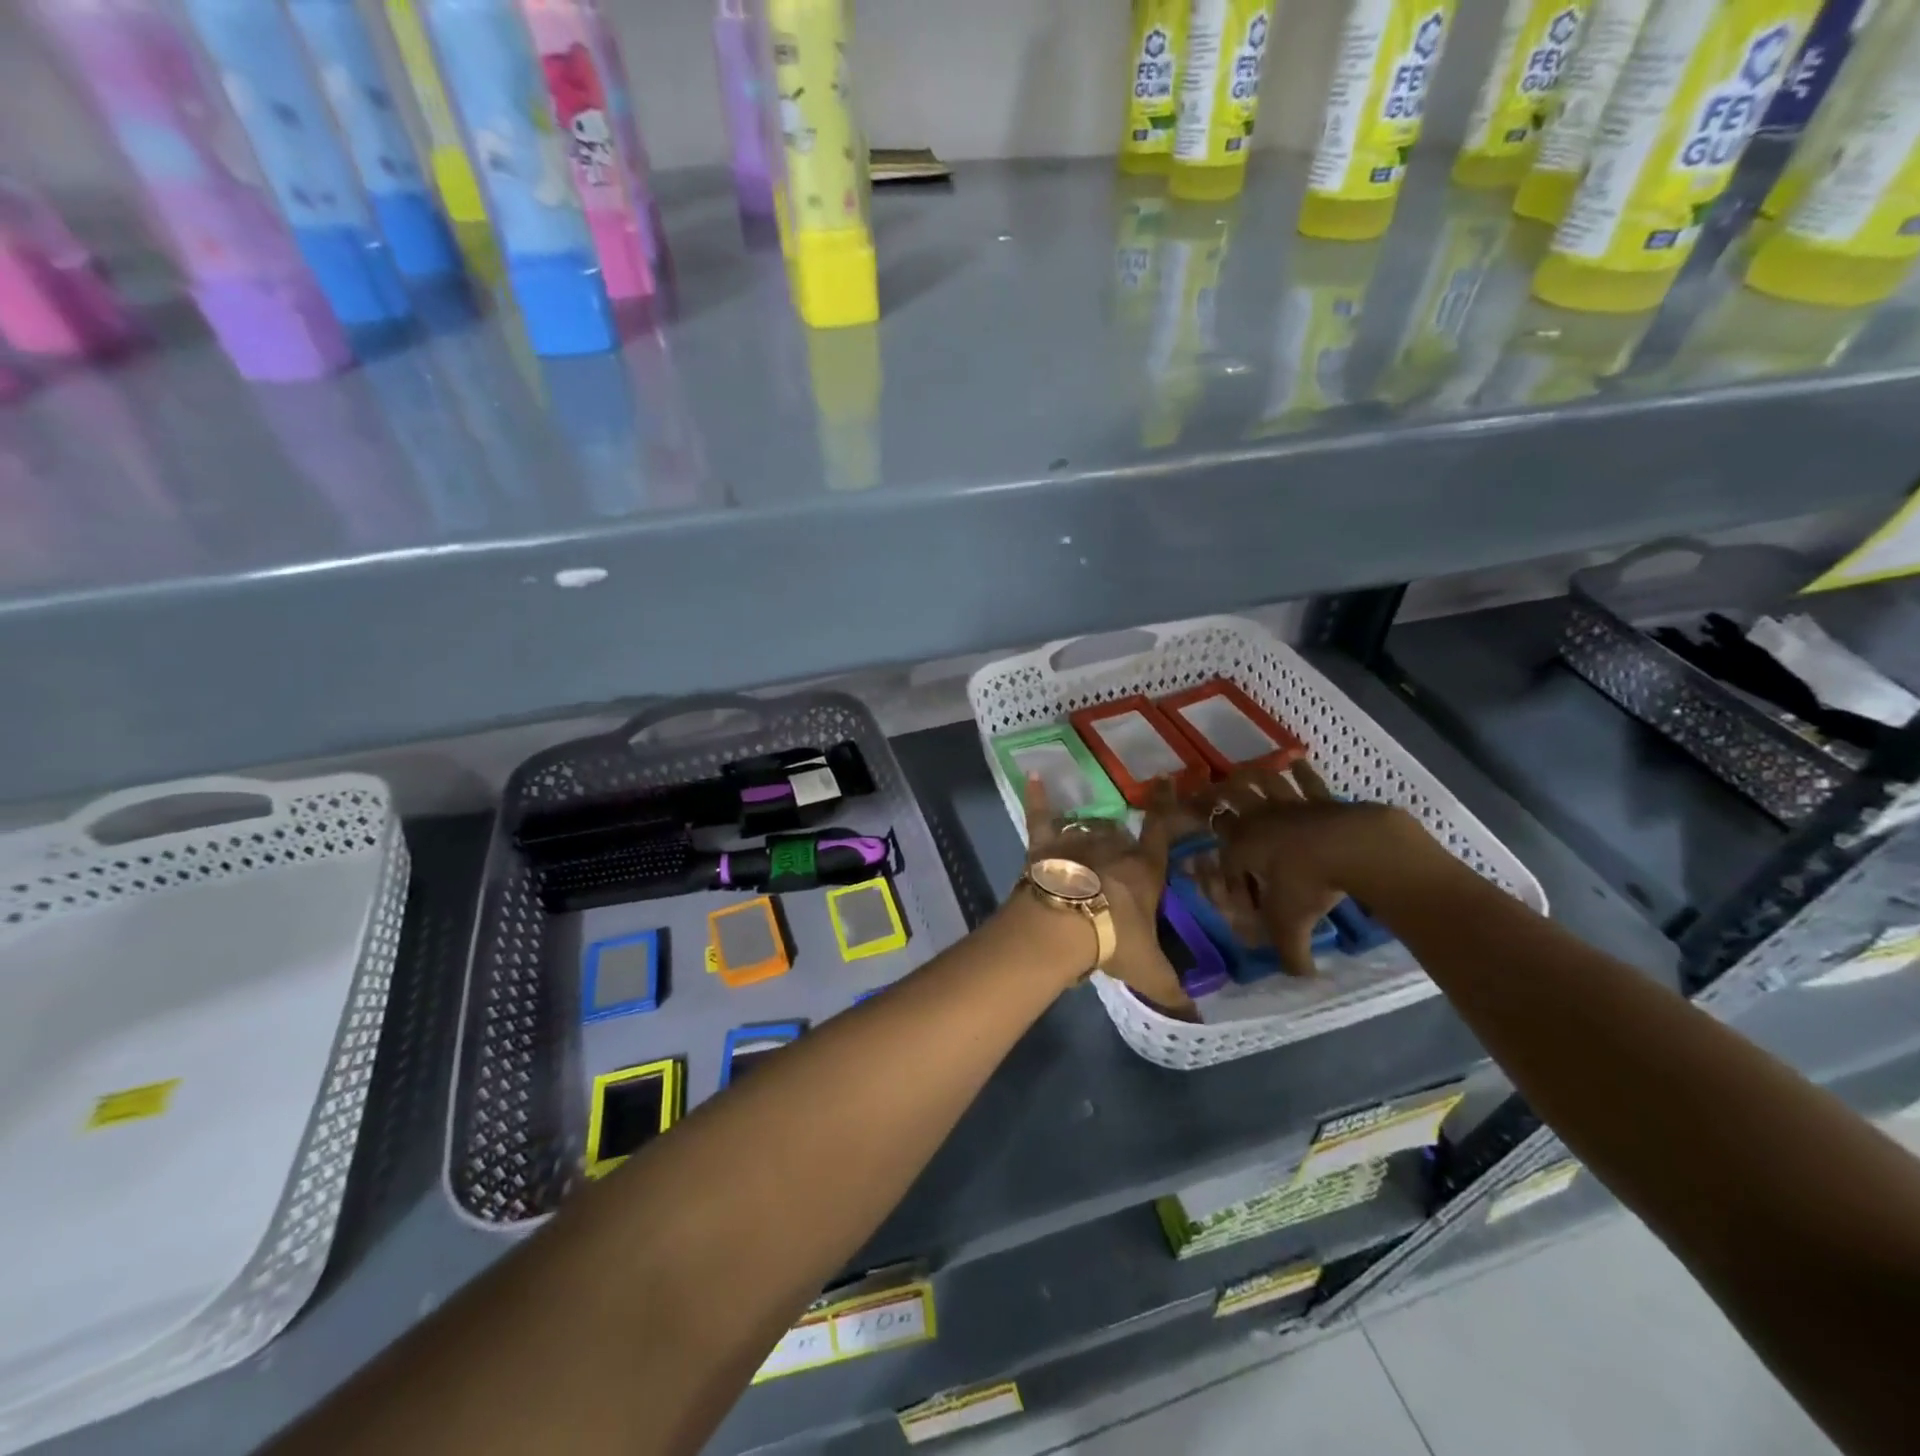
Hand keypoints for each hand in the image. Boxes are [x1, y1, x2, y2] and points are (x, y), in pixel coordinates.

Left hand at [1022, 777, 1195, 1017]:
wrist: (1064, 928)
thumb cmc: (1113, 942)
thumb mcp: (1148, 972)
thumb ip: (1172, 992)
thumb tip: (1195, 1020)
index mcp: (1143, 870)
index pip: (1159, 833)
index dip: (1165, 808)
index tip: (1166, 782)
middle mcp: (1112, 848)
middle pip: (1120, 834)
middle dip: (1121, 841)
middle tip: (1118, 855)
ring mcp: (1077, 843)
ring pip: (1087, 826)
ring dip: (1088, 829)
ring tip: (1088, 835)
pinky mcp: (1045, 846)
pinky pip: (1041, 818)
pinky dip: (1036, 799)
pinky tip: (1032, 777)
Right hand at [1206, 760, 1436, 976]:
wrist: (1357, 848)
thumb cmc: (1313, 883)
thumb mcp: (1294, 924)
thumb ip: (1291, 953)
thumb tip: (1299, 978)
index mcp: (1245, 847)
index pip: (1225, 855)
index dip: (1226, 873)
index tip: (1234, 889)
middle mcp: (1260, 821)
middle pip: (1229, 799)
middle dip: (1213, 797)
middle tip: (1204, 793)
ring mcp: (1290, 804)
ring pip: (1261, 781)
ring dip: (1249, 776)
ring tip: (1240, 773)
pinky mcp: (1321, 798)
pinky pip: (1306, 781)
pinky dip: (1300, 772)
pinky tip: (1296, 764)